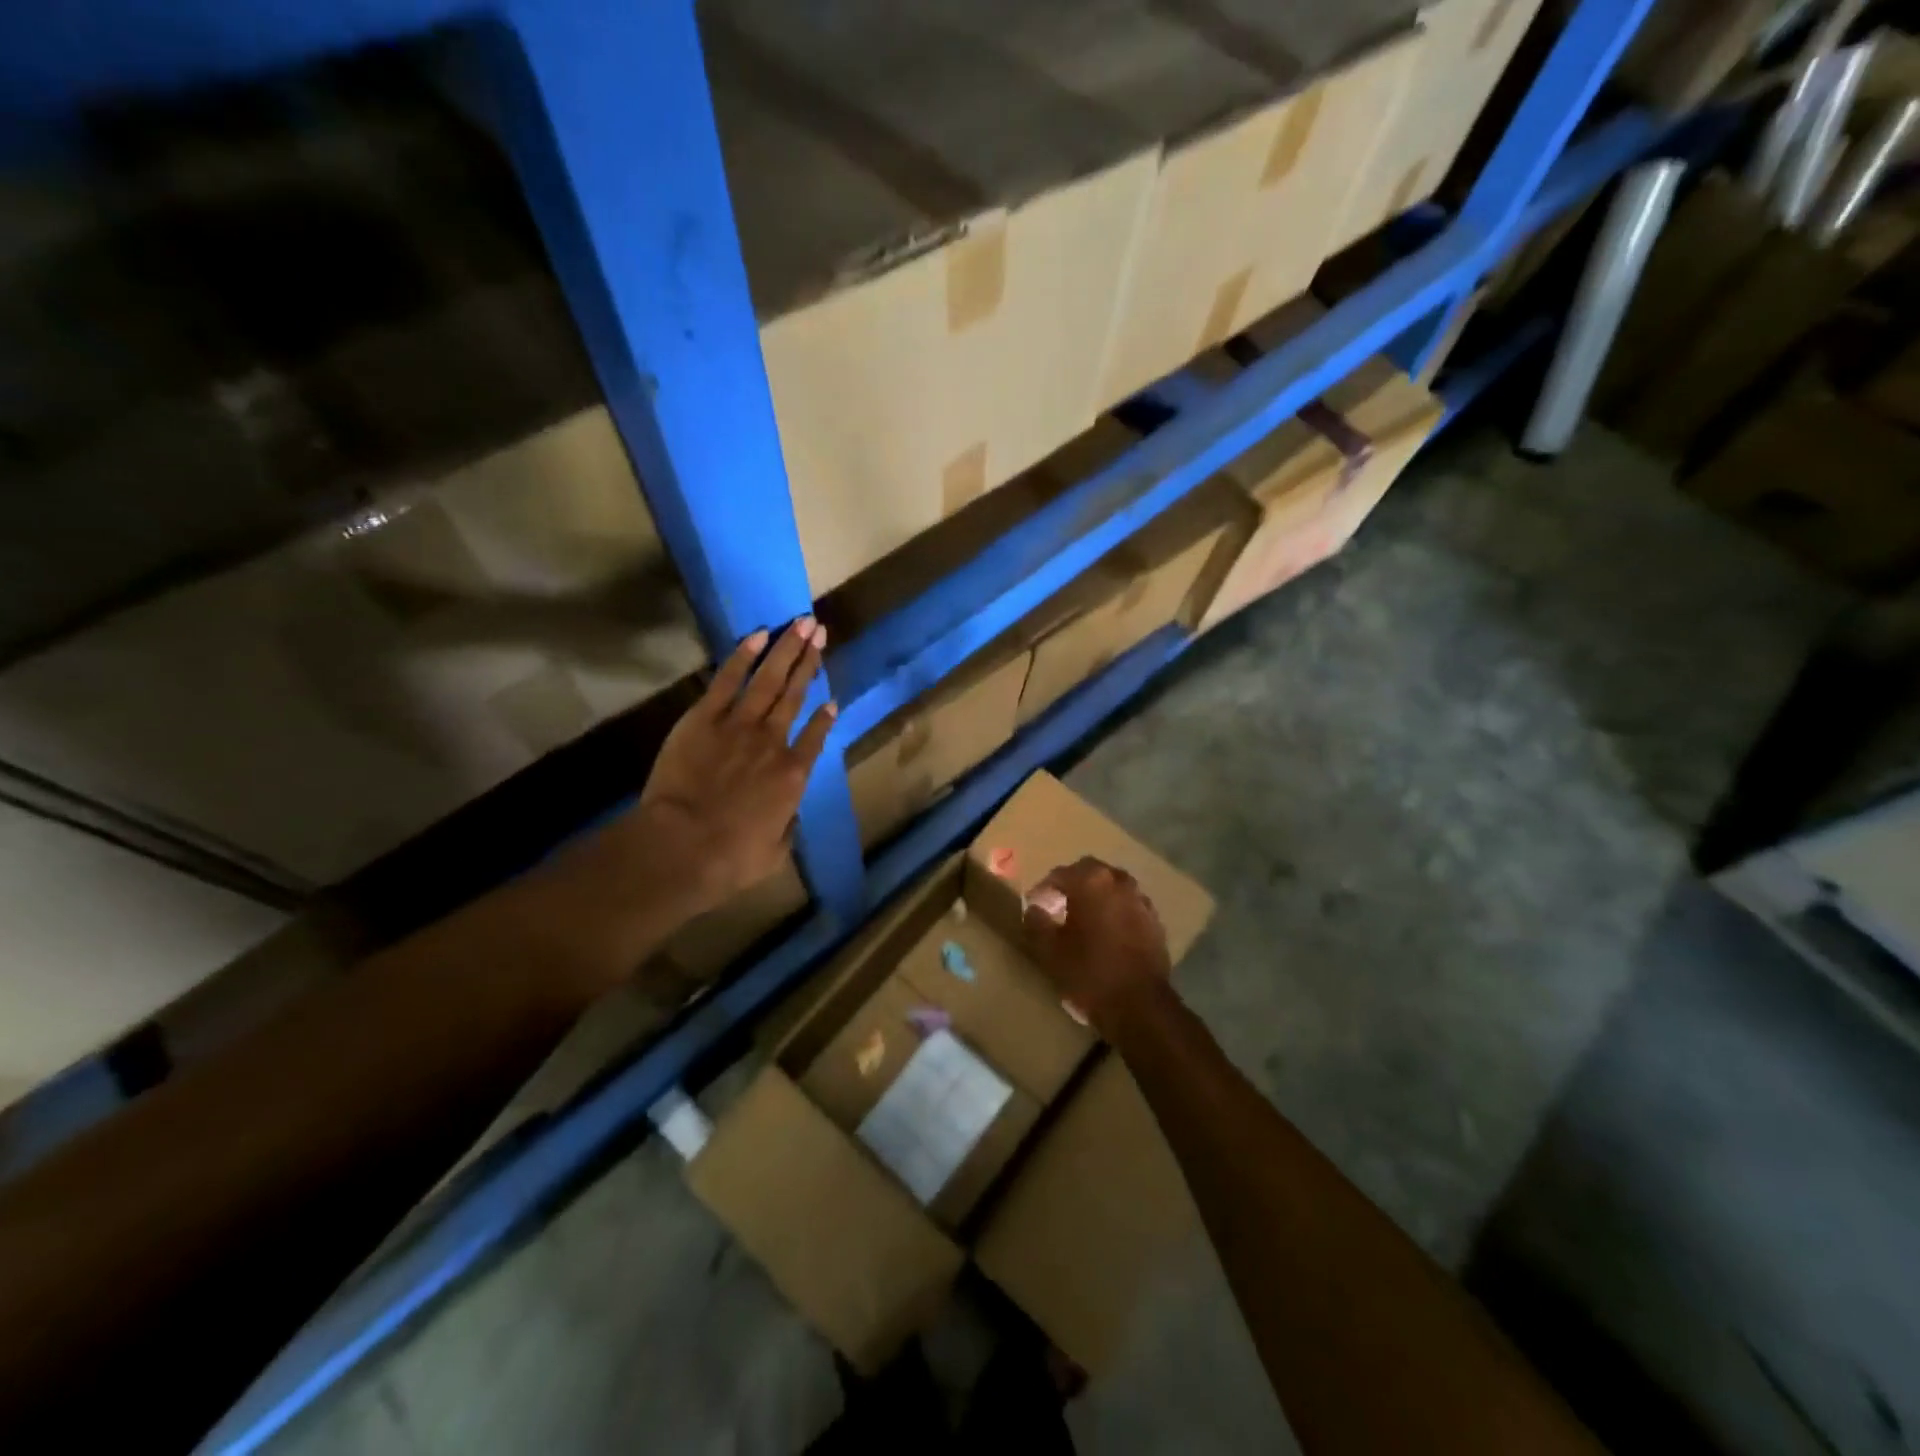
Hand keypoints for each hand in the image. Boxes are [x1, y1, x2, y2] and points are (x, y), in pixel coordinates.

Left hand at [635, 616, 834, 917]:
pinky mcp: (704, 718)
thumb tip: (787, 815)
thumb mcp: (774, 852)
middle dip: (810, 661)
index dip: (825, 717)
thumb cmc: (731, 858)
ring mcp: (739, 725)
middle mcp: (774, 742)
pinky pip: (729, 679)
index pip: (816, 737)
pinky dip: (744, 655)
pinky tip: (759, 634)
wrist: (683, 846)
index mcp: (794, 775)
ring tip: (802, 623)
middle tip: (820, 631)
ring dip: (787, 649)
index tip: (832, 699)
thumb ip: (786, 827)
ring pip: (770, 679)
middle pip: (795, 694)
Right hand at [1022, 857, 1172, 1040]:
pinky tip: (1107, 933)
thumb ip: (1036, 923)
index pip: (1059, 874)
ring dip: (1096, 896)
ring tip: (1083, 919)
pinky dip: (1115, 911)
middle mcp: (1119, 881)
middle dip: (1072, 885)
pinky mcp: (1155, 920)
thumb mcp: (1050, 951)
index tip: (1035, 906)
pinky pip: (1128, 905)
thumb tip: (1034, 908)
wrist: (1140, 1005)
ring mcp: (1141, 899)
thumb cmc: (1089, 973)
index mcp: (1091, 881)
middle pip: (1089, 872)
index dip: (1043, 889)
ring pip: (1112, 887)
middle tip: (1058, 906)